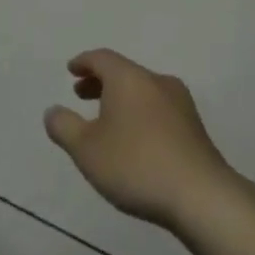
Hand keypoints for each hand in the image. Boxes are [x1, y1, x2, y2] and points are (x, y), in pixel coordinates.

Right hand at [44, 49, 243, 229]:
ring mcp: (181, 104)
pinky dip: (138, 112)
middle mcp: (157, 82)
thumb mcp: (86, 149)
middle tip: (80, 94)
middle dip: (100, 81)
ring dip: (120, 99)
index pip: (102, 58)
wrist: (201, 195)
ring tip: (104, 119)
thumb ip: (64, 126)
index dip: (83, 62)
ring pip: (143, 90)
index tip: (71, 70)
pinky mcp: (194, 127)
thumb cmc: (135, 165)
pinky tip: (133, 138)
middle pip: (124, 72)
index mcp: (130, 79)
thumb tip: (53, 111)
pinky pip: (158, 108)